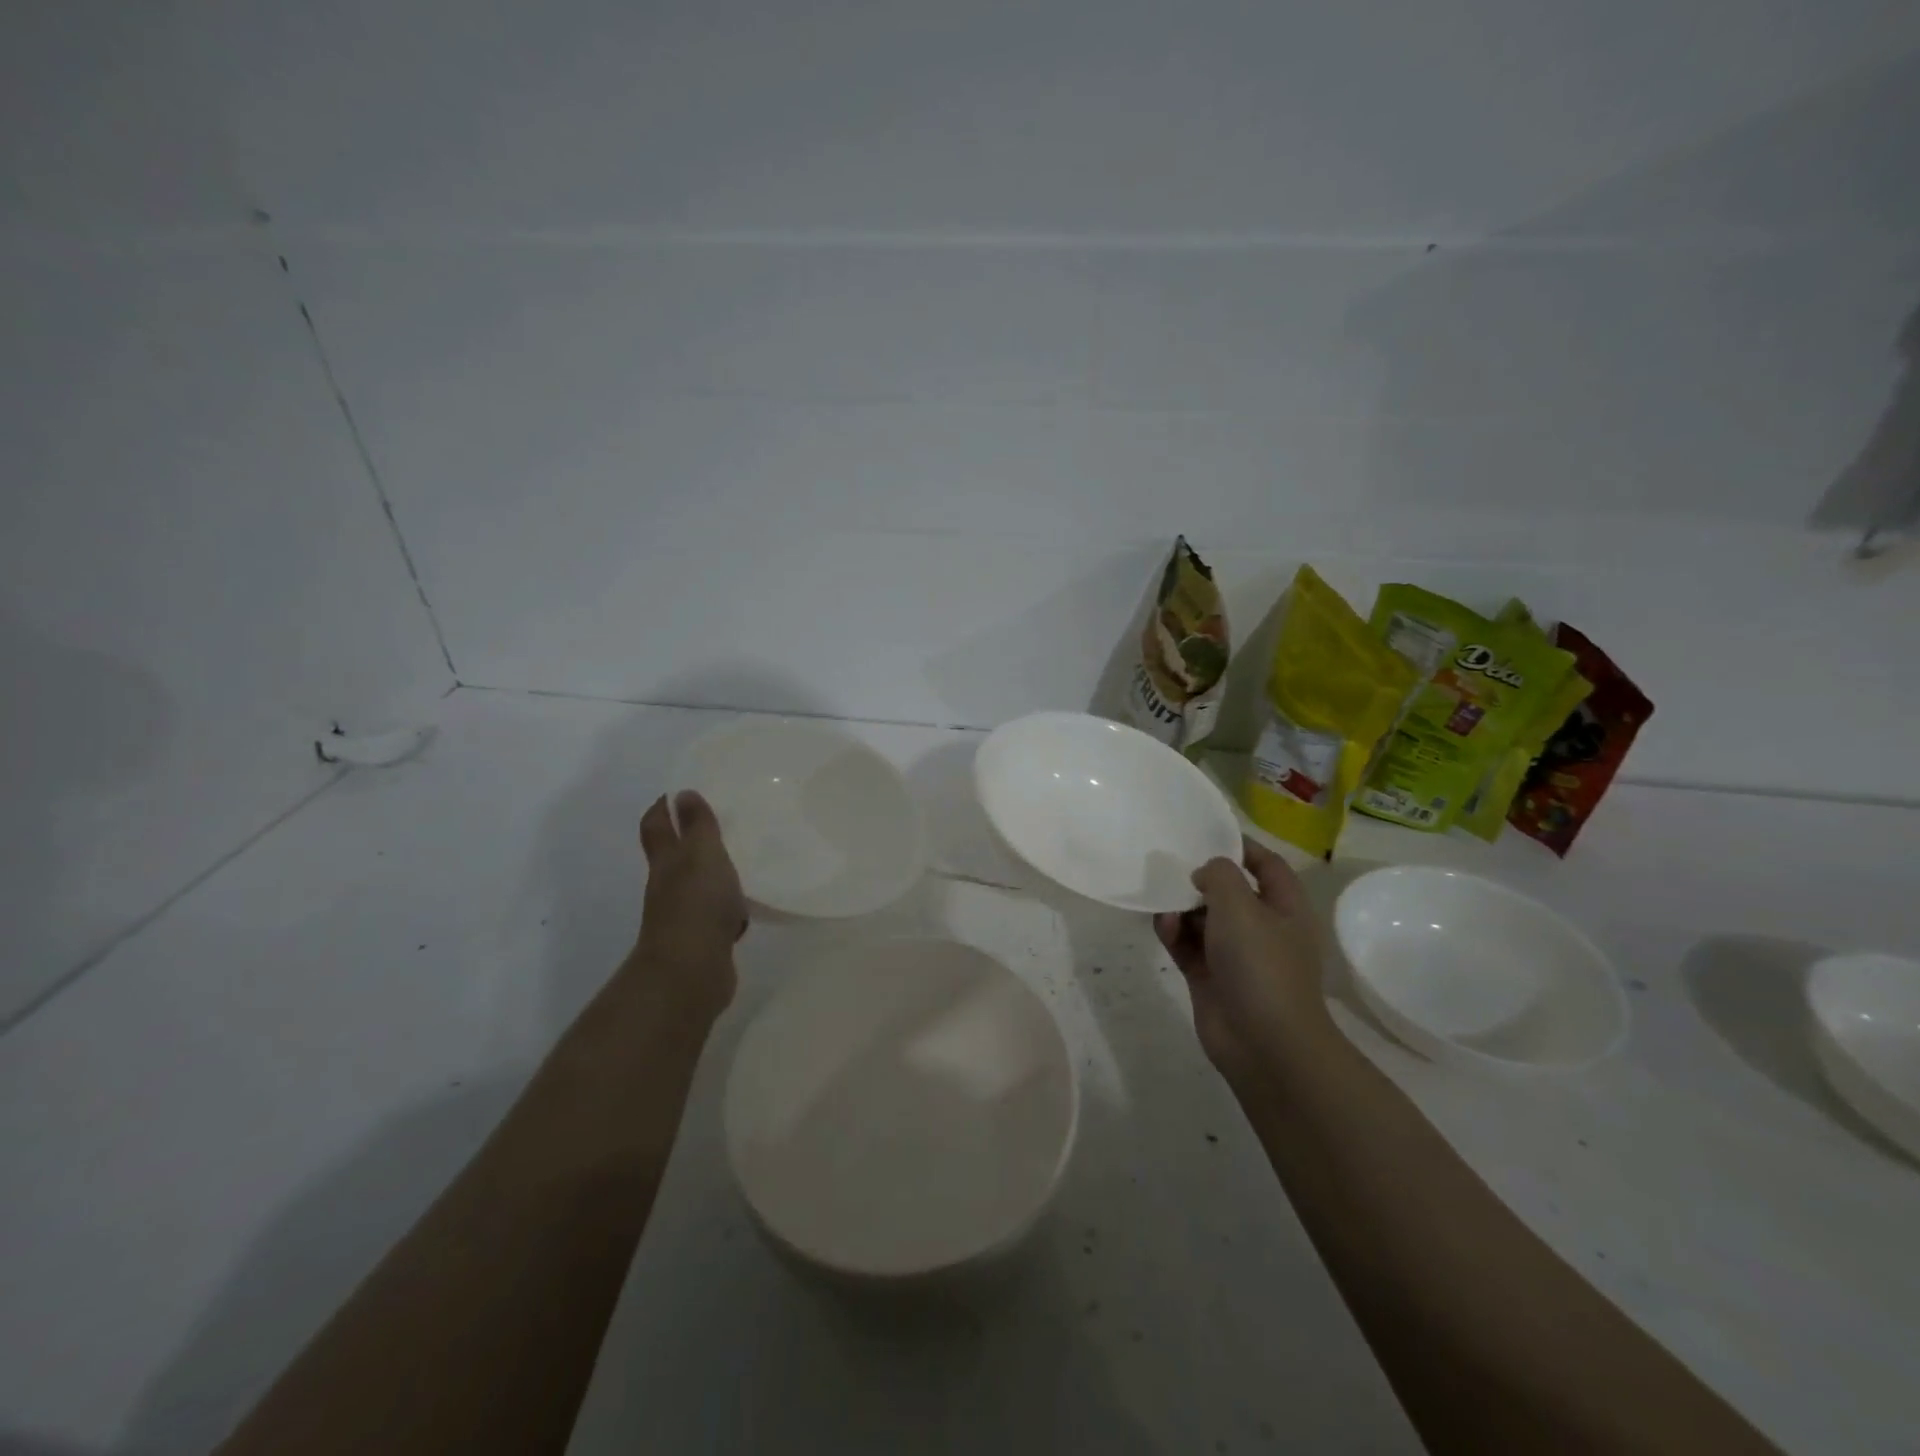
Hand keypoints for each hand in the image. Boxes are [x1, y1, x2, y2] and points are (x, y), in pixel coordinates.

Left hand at [634, 791, 747, 1014]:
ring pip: (696, 884)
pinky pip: (715, 913)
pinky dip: (726, 905)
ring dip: (710, 872)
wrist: (692, 971)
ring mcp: (684, 915)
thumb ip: (698, 826)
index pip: (656, 827)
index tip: (676, 793)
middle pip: (673, 856)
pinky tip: (746, 904)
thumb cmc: (697, 903)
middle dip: (687, 838)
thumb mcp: (702, 854)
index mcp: (666, 862)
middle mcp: (668, 886)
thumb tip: (682, 794)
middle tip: (716, 820)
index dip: (662, 808)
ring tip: (738, 858)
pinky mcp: (703, 938)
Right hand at [1154, 838, 1333, 1085]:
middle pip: (1229, 891)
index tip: (1206, 833)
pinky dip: (1173, 933)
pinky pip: (1187, 944)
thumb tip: (1204, 872)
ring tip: (1162, 900)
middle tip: (1169, 863)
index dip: (1241, 846)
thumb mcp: (1241, 905)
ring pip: (1203, 918)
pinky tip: (1162, 926)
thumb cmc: (1261, 965)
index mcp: (1285, 908)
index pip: (1267, 865)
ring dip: (1181, 907)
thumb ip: (1219, 875)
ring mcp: (1235, 955)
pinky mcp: (1210, 977)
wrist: (1263, 1043)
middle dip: (1200, 878)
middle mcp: (1263, 928)